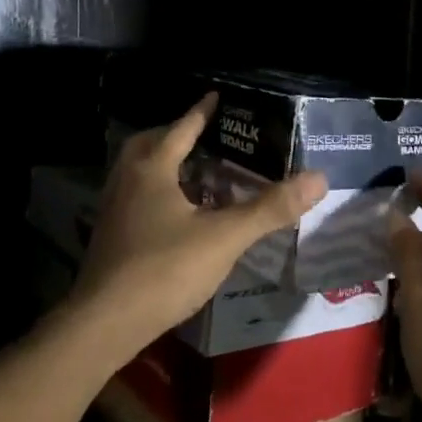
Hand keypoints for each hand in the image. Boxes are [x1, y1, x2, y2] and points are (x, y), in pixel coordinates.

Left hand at [67, 94, 325, 359]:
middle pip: (148, 145)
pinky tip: (177, 216)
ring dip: (163, 166)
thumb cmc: (163, 269)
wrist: (102, 325)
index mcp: (152, 170)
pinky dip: (156, 195)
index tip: (215, 96)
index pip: (180, 128)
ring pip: (137, 174)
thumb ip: (270, 208)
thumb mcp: (224, 237)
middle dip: (174, 136)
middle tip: (202, 136)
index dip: (201, 112)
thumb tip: (318, 178)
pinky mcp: (109, 239)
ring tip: (194, 174)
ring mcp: (113, 211)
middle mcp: (127, 182)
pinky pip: (134, 200)